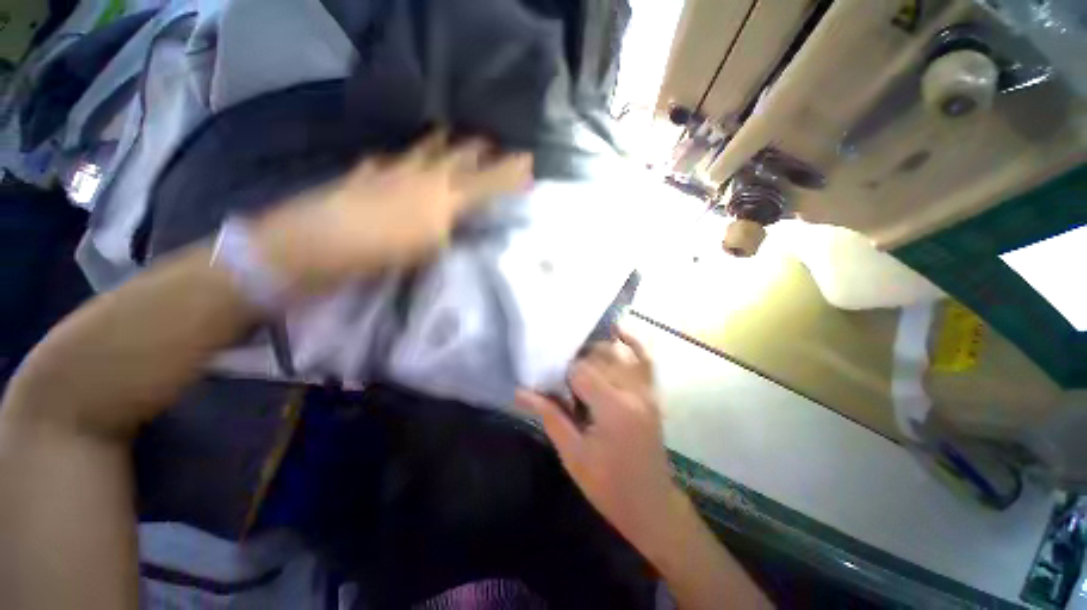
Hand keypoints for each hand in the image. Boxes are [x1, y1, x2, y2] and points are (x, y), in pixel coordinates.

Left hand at [253, 132, 532, 292]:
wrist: (315, 242)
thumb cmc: (380, 252)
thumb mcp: (429, 250)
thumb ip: (454, 231)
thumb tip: (470, 223)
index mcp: (442, 196)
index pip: (486, 180)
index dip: (508, 172)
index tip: (527, 165)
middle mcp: (422, 175)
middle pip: (458, 155)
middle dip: (479, 150)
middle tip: (494, 145)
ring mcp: (392, 170)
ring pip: (426, 149)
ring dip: (444, 143)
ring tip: (454, 136)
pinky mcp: (367, 174)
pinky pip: (389, 160)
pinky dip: (401, 158)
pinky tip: (400, 159)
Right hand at [516, 329, 688, 551]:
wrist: (650, 505)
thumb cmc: (608, 486)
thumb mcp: (573, 454)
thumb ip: (550, 416)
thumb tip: (520, 392)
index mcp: (613, 408)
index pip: (580, 371)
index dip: (561, 373)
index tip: (548, 380)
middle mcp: (633, 391)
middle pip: (599, 357)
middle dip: (576, 360)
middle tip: (559, 371)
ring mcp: (647, 391)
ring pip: (619, 353)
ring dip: (596, 350)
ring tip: (578, 356)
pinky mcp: (653, 394)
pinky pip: (646, 360)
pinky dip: (634, 343)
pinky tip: (619, 331)